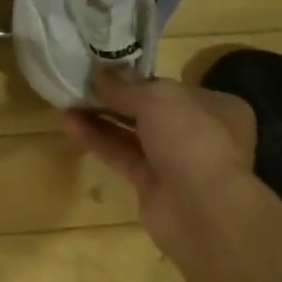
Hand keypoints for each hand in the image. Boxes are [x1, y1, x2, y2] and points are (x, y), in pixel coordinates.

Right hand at [62, 68, 259, 272]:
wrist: (203, 212)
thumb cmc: (191, 139)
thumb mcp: (157, 98)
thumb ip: (125, 86)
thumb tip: (99, 72)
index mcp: (215, 106)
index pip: (171, 87)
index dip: (138, 78)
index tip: (105, 69)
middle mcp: (198, 133)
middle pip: (149, 110)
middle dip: (115, 97)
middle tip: (81, 82)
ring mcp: (175, 162)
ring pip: (132, 134)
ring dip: (100, 117)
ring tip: (66, 99)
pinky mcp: (151, 185)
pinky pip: (121, 156)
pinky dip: (97, 140)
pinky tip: (69, 123)